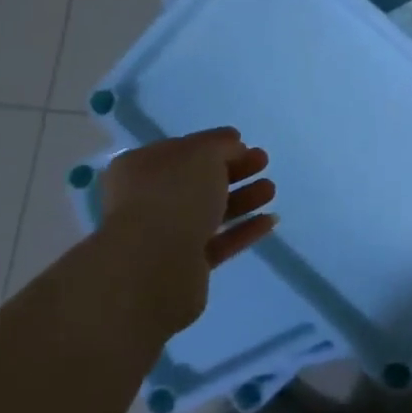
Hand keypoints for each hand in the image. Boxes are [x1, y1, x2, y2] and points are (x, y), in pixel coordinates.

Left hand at [99, 130, 276, 339]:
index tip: (246, 145)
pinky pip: (217, 243)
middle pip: (197, 181)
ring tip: (271, 191)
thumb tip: (233, 146)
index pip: (181, 150)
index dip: (215, 146)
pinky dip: (242, 231)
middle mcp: (145, 200)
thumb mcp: (203, 153)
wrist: (153, 266)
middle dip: (234, 171)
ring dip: (242, 199)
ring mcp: (162, 236)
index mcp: (140, 167)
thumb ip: (221, 145)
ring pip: (208, 212)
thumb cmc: (173, 195)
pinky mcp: (181, 267)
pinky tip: (270, 221)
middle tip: (263, 162)